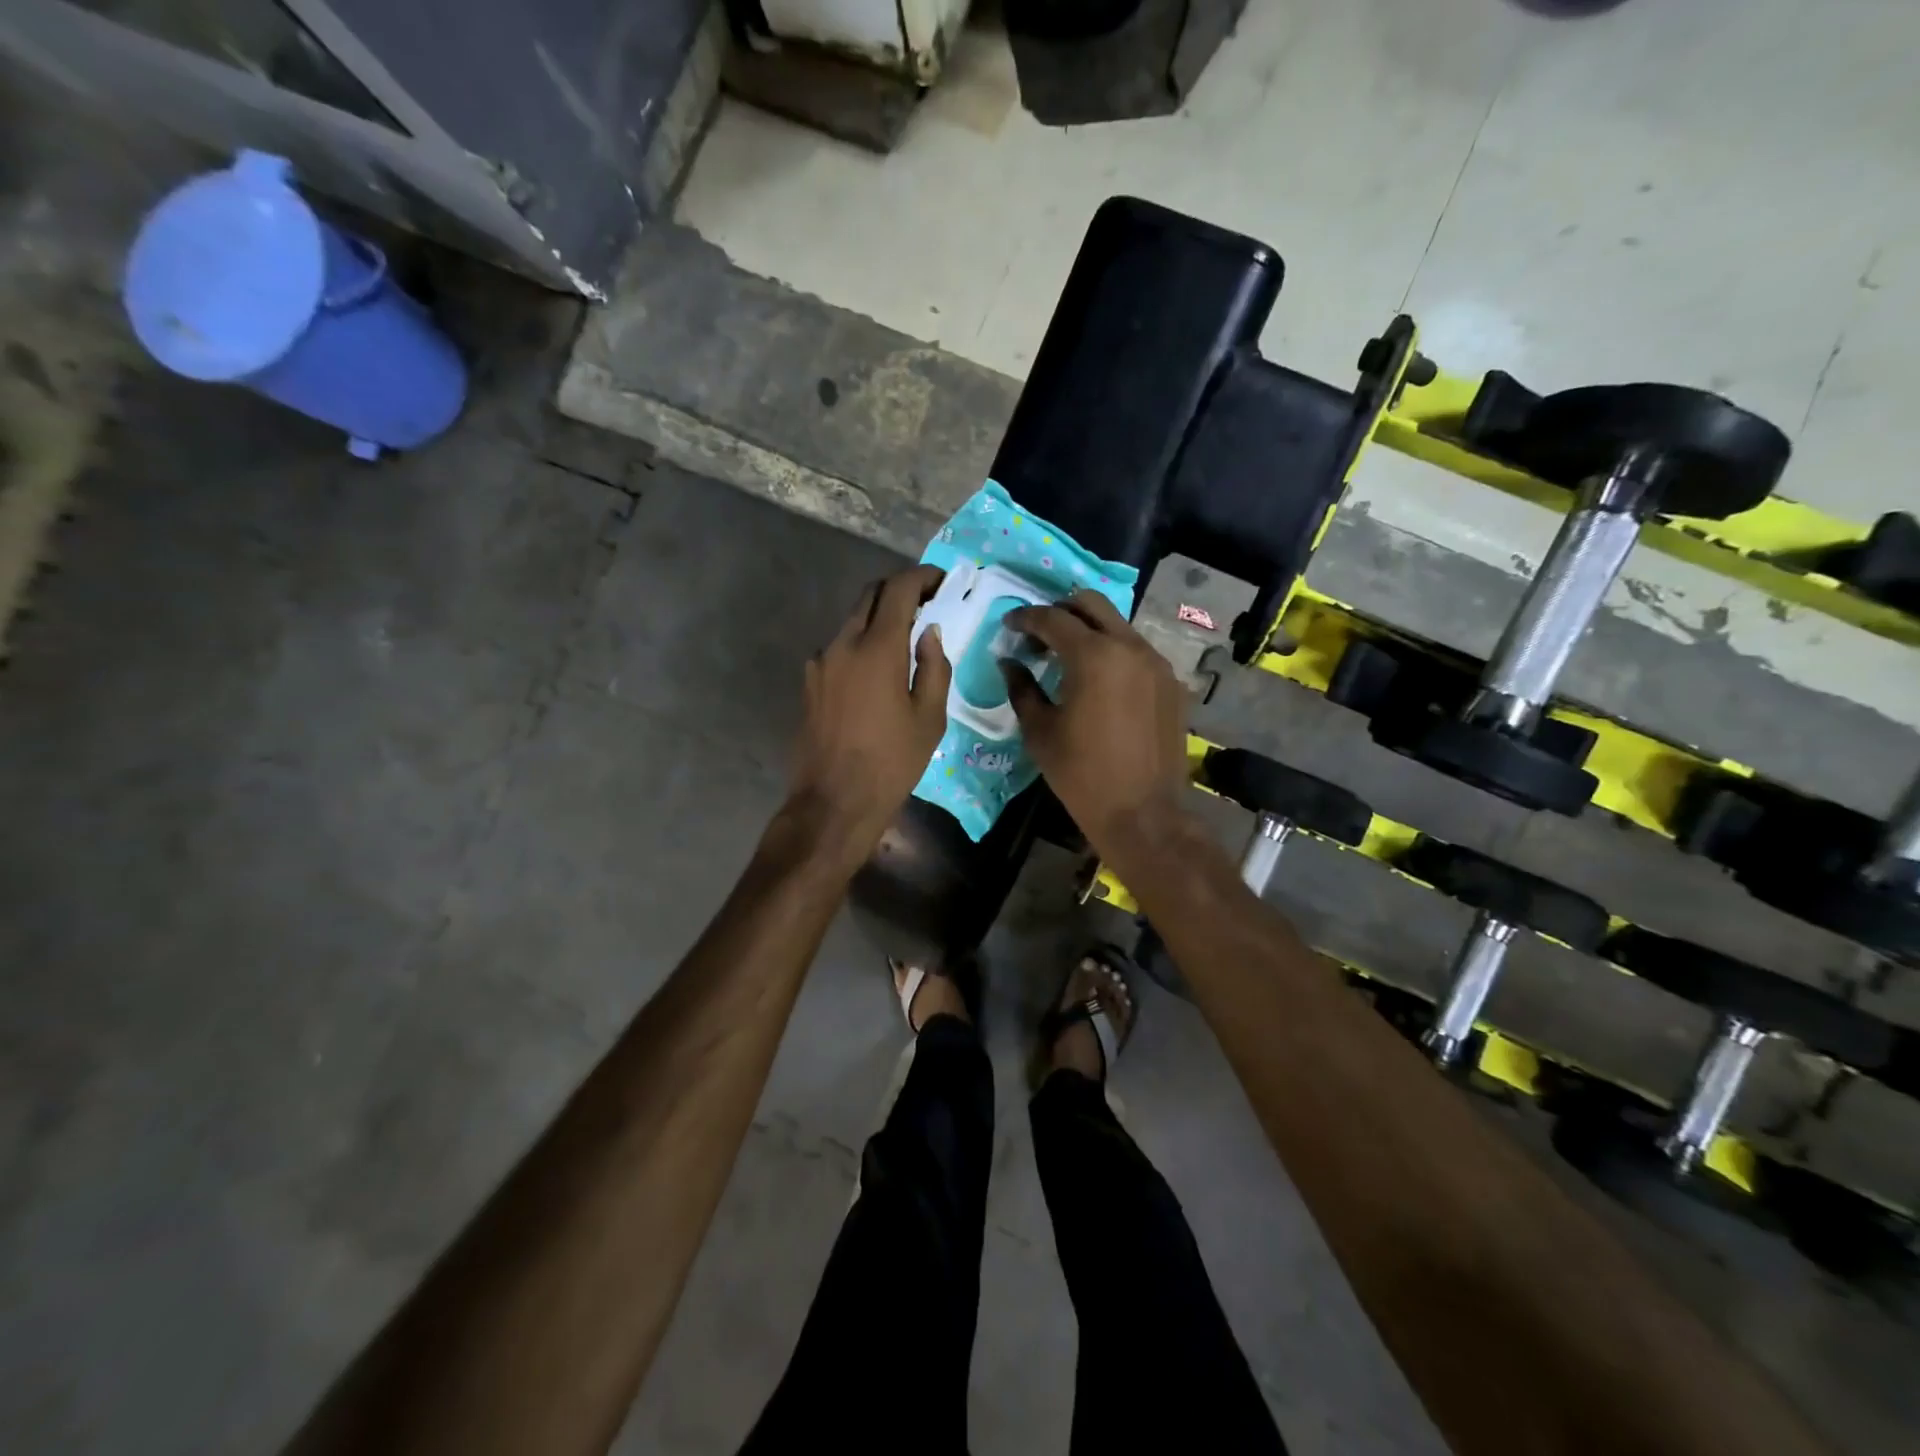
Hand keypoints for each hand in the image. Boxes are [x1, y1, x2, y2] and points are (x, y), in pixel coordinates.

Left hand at [786, 564, 950, 859]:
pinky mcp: (810, 682)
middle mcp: (843, 644)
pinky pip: (839, 648)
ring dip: (878, 619)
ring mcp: (821, 662)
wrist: (834, 800)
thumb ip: (934, 667)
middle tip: (926, 606)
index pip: (899, 589)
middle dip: (899, 591)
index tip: (942, 581)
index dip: (922, 577)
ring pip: (852, 620)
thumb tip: (930, 633)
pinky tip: (876, 673)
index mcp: (878, 648)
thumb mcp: (930, 718)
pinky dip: (861, 644)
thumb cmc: (892, 762)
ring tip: (904, 642)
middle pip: (870, 595)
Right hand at [1000, 591, 1190, 854]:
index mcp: (1093, 656)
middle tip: (1039, 633)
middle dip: (1060, 610)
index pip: (1052, 619)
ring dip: (1089, 630)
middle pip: (1091, 604)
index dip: (1025, 618)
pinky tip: (1100, 680)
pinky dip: (1113, 652)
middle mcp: (1129, 647)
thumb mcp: (1040, 732)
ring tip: (1067, 656)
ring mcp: (1156, 663)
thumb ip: (1022, 688)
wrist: (1142, 813)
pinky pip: (1137, 651)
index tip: (1008, 625)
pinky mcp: (1171, 682)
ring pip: (1118, 625)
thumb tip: (1010, 662)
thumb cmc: (1081, 775)